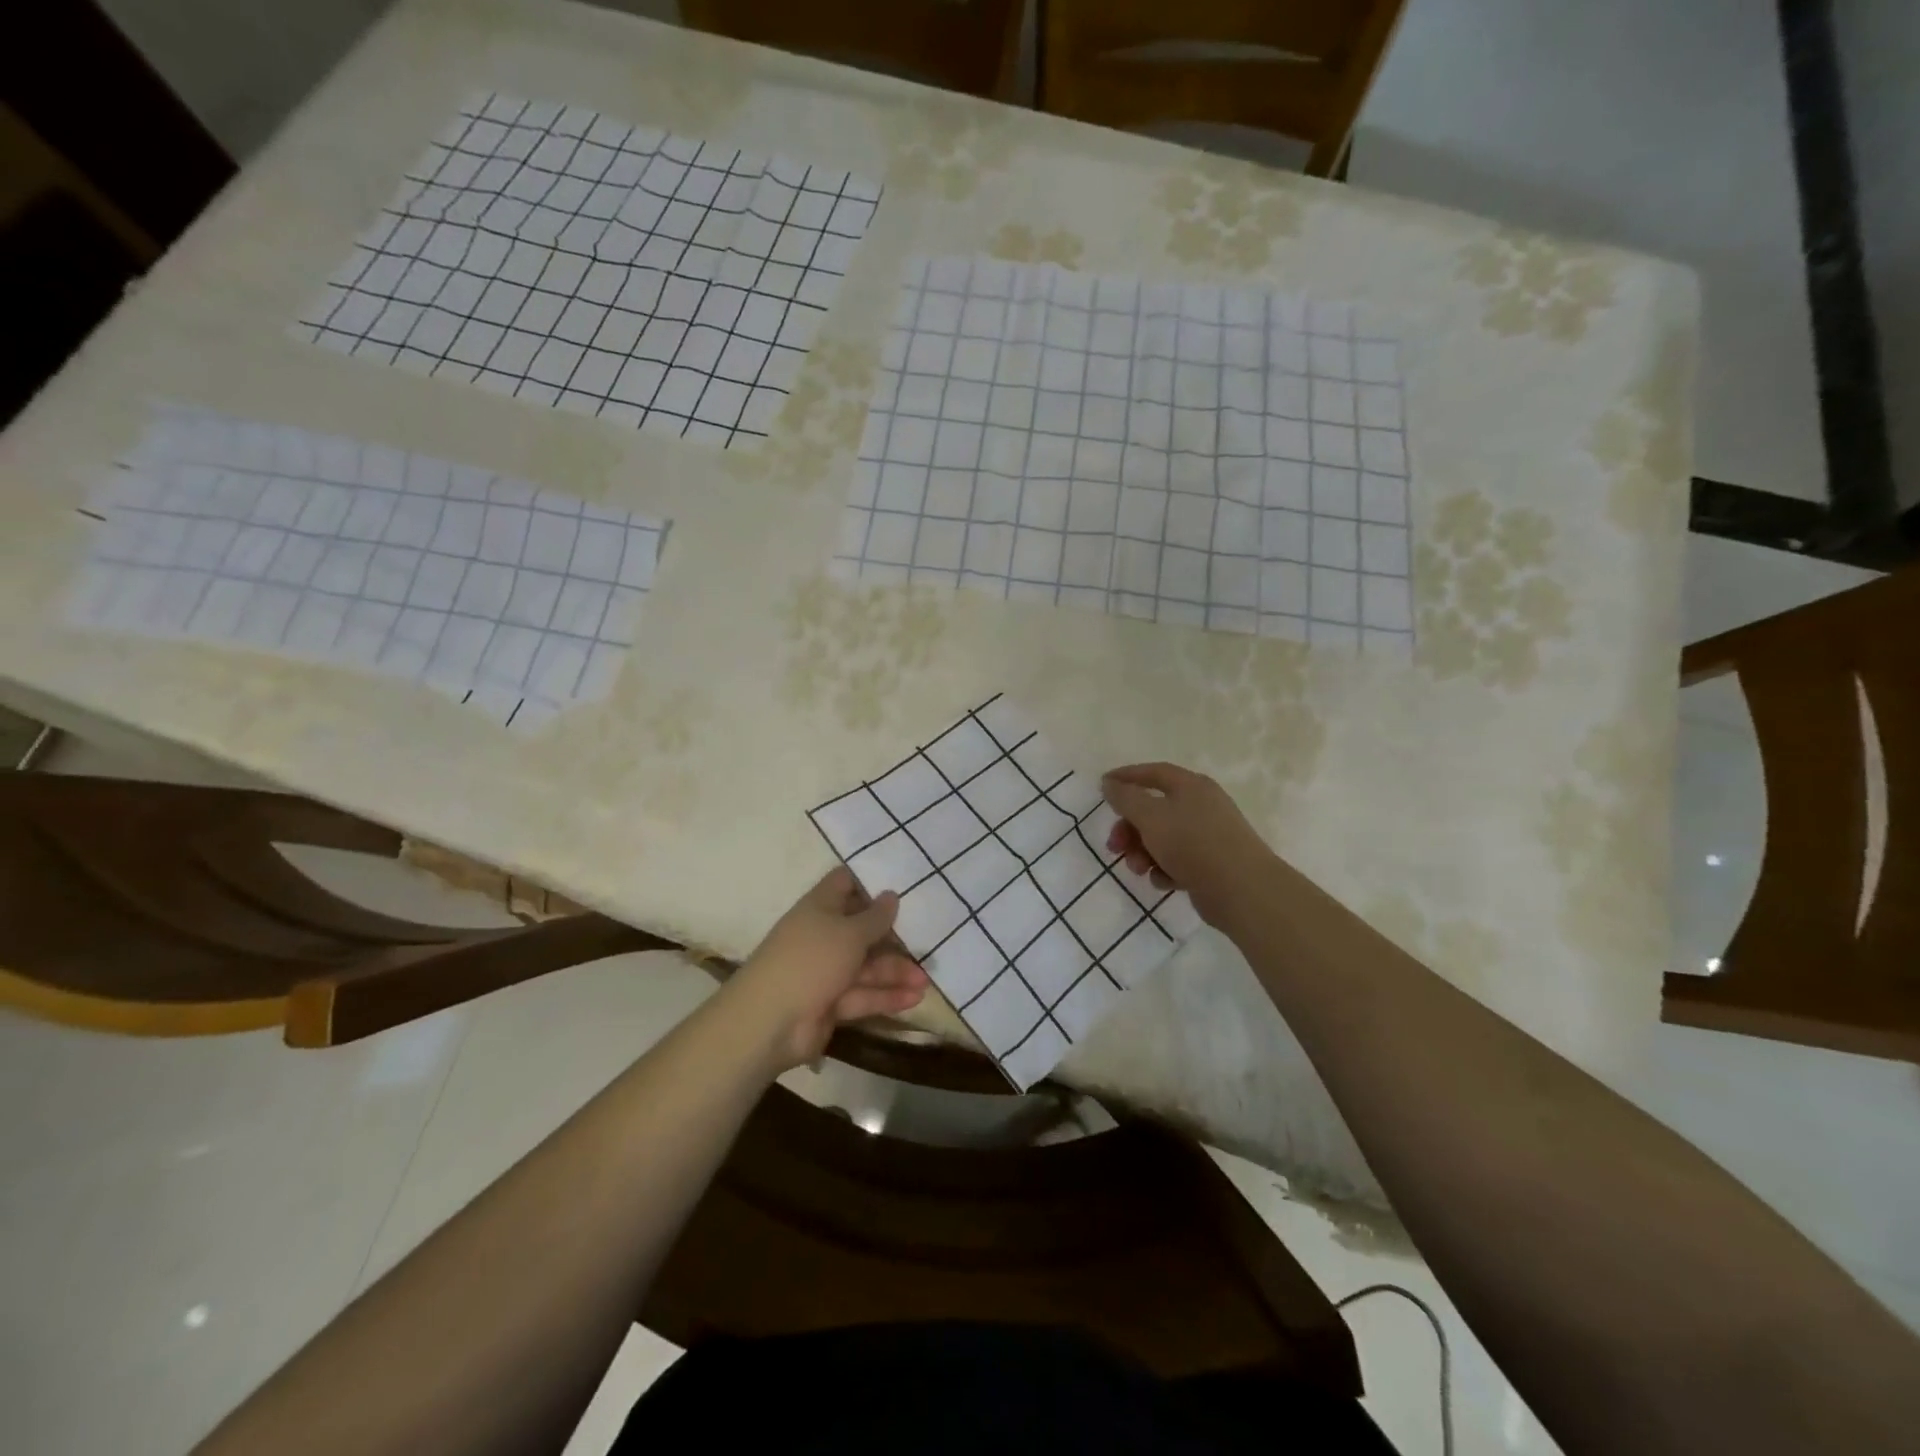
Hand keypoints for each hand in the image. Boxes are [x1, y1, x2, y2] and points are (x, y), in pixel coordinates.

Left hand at [722, 867, 929, 1072]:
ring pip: (866, 966)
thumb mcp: (849, 933)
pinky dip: (886, 997)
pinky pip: (863, 994)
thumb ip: (875, 917)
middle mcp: (823, 936)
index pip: (845, 884)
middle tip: (927, 939)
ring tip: (926, 980)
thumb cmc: (811, 960)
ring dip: (896, 972)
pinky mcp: (831, 1003)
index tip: (903, 882)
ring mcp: (826, 971)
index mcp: (820, 908)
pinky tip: (915, 998)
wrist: (769, 1022)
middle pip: (862, 929)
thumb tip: (891, 895)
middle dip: (893, 936)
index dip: (870, 881)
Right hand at [1100, 762, 1277, 929]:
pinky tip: (1163, 881)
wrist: (1242, 890)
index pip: (1153, 772)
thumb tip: (1110, 782)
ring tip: (1138, 869)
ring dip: (1143, 852)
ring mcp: (1208, 836)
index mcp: (1191, 786)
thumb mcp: (1151, 817)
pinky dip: (1164, 869)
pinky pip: (1178, 861)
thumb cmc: (1192, 844)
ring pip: (1163, 838)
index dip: (1126, 777)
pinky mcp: (1211, 864)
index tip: (1102, 786)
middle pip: (1154, 810)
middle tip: (1113, 846)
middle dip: (1129, 828)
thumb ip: (1126, 798)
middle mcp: (1202, 806)